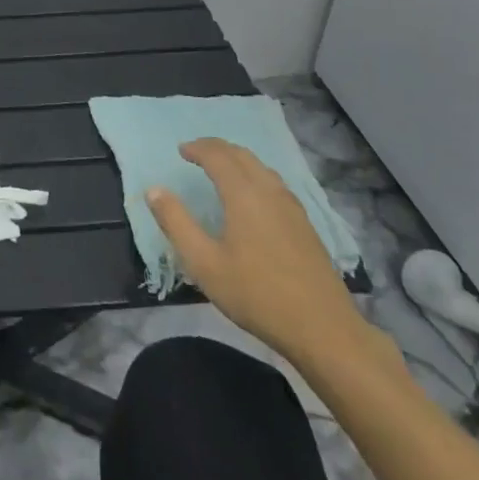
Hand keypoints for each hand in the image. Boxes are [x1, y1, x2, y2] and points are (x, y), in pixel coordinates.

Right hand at [146, 139, 376, 368]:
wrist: (324, 330)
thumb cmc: (257, 295)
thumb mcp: (204, 263)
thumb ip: (176, 223)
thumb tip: (154, 190)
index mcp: (243, 195)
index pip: (218, 155)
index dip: (197, 148)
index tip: (181, 150)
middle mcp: (269, 192)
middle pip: (242, 155)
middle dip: (217, 148)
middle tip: (197, 153)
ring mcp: (293, 208)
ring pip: (262, 168)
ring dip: (238, 160)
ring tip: (222, 169)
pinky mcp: (306, 226)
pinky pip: (276, 184)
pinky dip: (256, 176)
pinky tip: (254, 197)